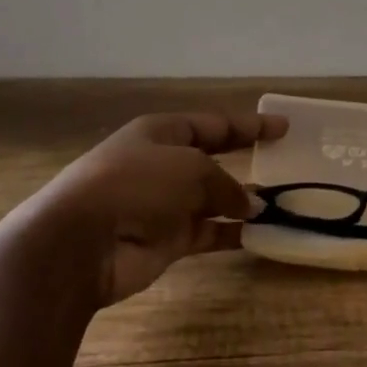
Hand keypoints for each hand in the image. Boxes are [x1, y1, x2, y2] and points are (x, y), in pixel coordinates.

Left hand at [28, 111, 286, 304]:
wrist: (83, 242)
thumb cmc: (137, 184)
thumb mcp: (191, 168)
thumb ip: (226, 183)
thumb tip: (249, 204)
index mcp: (161, 133)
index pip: (213, 125)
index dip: (249, 126)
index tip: (283, 128)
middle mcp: (163, 165)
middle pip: (213, 159)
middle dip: (245, 161)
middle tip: (283, 163)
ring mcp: (164, 205)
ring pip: (214, 199)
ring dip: (243, 202)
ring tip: (281, 204)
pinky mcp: (167, 241)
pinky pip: (209, 232)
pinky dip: (233, 233)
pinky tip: (261, 234)